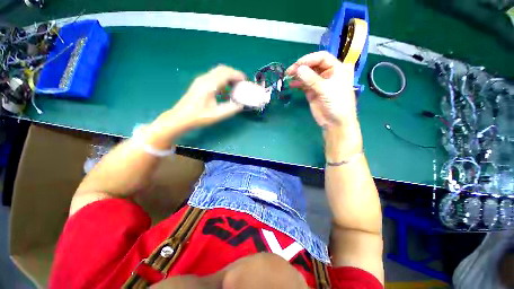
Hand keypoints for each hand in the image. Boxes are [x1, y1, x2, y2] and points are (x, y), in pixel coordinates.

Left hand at [152, 65, 245, 137]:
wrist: (181, 117)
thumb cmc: (199, 117)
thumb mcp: (217, 115)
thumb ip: (231, 109)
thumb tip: (241, 104)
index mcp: (210, 85)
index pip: (226, 73)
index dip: (237, 75)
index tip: (245, 80)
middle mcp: (205, 79)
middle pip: (222, 69)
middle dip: (233, 74)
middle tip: (241, 82)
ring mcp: (201, 80)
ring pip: (217, 72)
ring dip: (227, 77)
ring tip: (235, 86)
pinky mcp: (199, 84)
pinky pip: (213, 78)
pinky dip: (222, 81)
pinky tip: (225, 91)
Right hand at [286, 51, 356, 129]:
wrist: (335, 122)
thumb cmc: (337, 103)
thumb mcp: (325, 89)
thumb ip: (311, 79)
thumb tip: (298, 69)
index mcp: (337, 68)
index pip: (322, 58)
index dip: (309, 59)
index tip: (297, 65)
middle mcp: (327, 74)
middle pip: (313, 65)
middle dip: (301, 67)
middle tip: (289, 71)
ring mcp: (319, 83)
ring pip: (307, 75)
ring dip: (298, 75)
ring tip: (288, 76)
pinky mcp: (312, 92)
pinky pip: (304, 85)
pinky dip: (297, 84)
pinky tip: (291, 84)